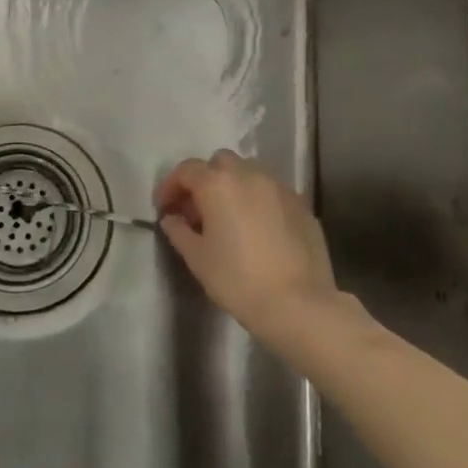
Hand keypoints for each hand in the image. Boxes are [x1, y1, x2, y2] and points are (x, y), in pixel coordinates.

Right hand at [154, 150, 358, 350]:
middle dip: (205, 179)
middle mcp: (249, 175)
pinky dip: (258, 201)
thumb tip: (172, 218)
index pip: (186, 170)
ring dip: (233, 186)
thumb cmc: (238, 280)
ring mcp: (280, 188)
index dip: (171, 186)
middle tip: (198, 209)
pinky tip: (257, 229)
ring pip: (250, 173)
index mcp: (218, 184)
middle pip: (220, 163)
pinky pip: (272, 192)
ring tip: (229, 217)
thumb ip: (179, 231)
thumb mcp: (197, 258)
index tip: (165, 208)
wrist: (298, 304)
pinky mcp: (302, 206)